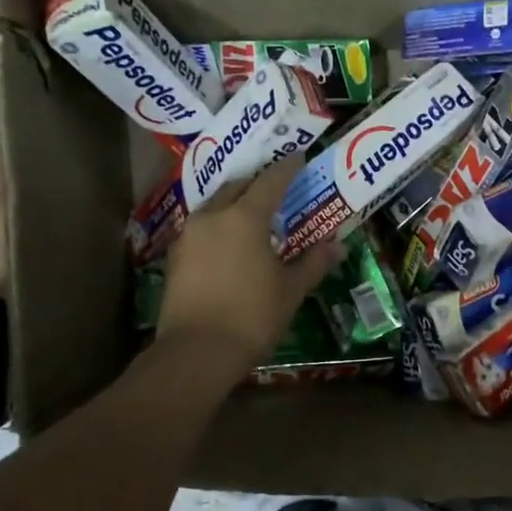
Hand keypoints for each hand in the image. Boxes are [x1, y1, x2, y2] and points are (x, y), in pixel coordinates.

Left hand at [158, 155, 340, 376]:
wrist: (196, 352)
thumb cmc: (251, 317)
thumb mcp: (290, 291)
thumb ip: (313, 263)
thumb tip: (337, 246)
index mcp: (244, 218)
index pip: (270, 181)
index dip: (287, 168)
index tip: (299, 158)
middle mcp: (213, 216)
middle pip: (237, 186)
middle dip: (258, 183)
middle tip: (277, 189)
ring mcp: (189, 235)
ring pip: (215, 205)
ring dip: (235, 203)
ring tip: (253, 216)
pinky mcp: (174, 257)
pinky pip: (201, 228)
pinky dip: (219, 226)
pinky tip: (229, 243)